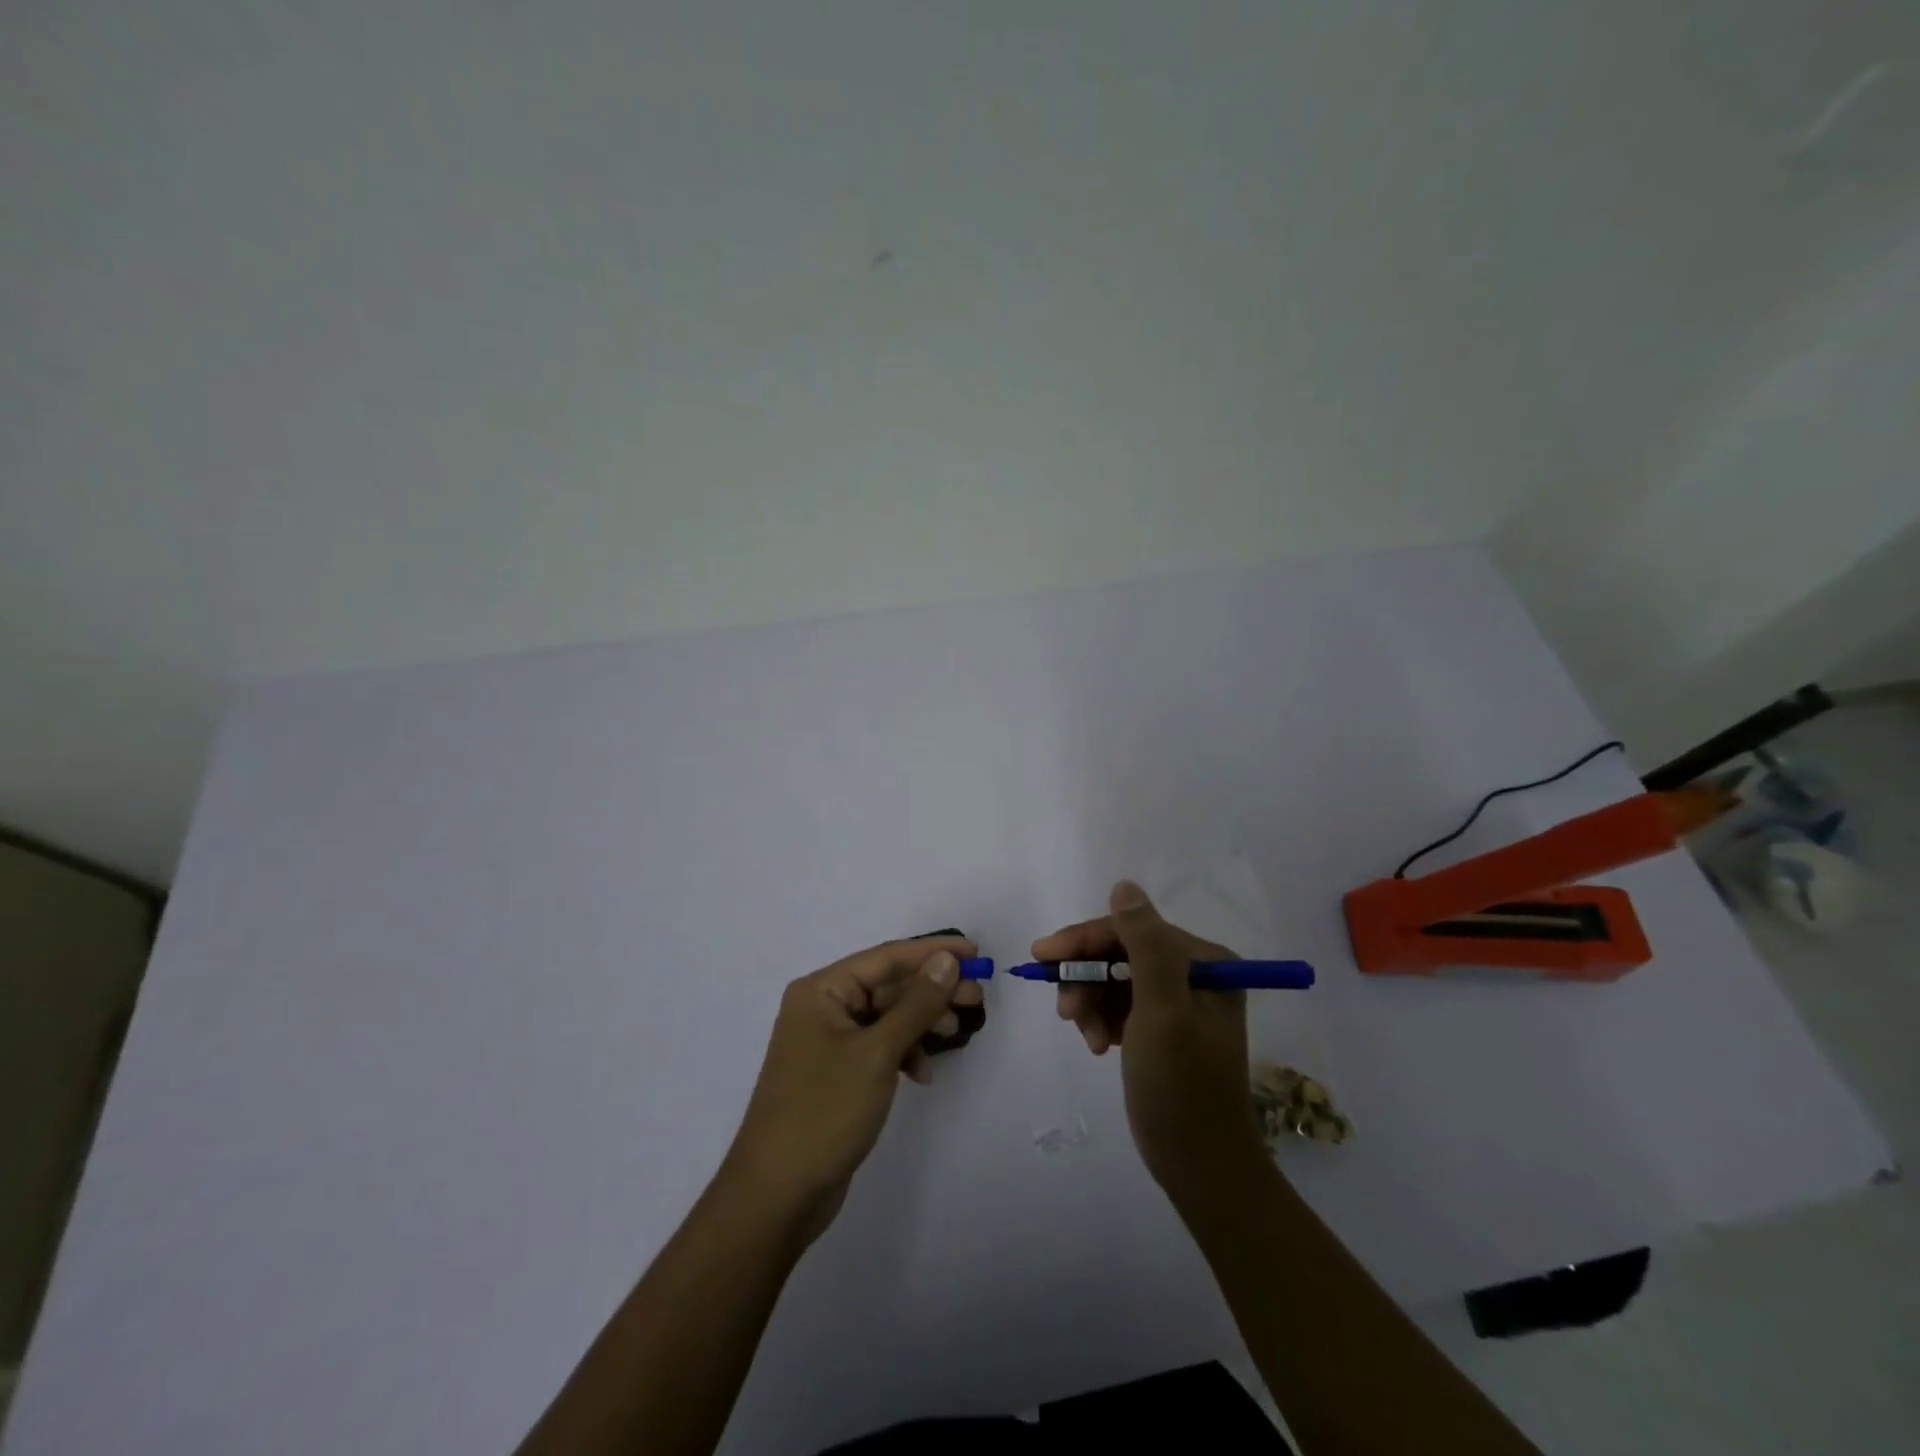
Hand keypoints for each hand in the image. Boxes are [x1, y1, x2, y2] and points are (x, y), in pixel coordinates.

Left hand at [720, 935, 981, 1243]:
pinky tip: (924, 1072)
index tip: (974, 952)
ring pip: (887, 1016)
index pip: (885, 958)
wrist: (778, 1195)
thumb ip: (916, 1003)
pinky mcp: (838, 1073)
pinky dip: (905, 1052)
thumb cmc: (824, 1111)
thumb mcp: (877, 1052)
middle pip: (888, 986)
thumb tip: (947, 959)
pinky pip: (880, 1046)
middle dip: (932, 990)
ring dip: (923, 1021)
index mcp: (822, 990)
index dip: (931, 952)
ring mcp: (829, 1042)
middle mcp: (823, 1007)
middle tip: (976, 996)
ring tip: (958, 1032)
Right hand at [1035, 882, 1265, 1204]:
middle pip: (1120, 954)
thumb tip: (1124, 886)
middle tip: (1064, 1010)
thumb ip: (1145, 946)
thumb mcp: (1161, 1012)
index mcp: (1205, 963)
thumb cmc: (1181, 1088)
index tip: (1042, 956)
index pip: (1132, 930)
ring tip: (1085, 1037)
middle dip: (1086, 978)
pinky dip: (1101, 1020)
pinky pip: (1119, 1006)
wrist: (1200, 1167)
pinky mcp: (1162, 1028)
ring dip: (1091, 1003)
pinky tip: (1097, 1045)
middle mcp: (1194, 975)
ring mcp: (1177, 1002)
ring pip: (1114, 980)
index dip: (1085, 940)